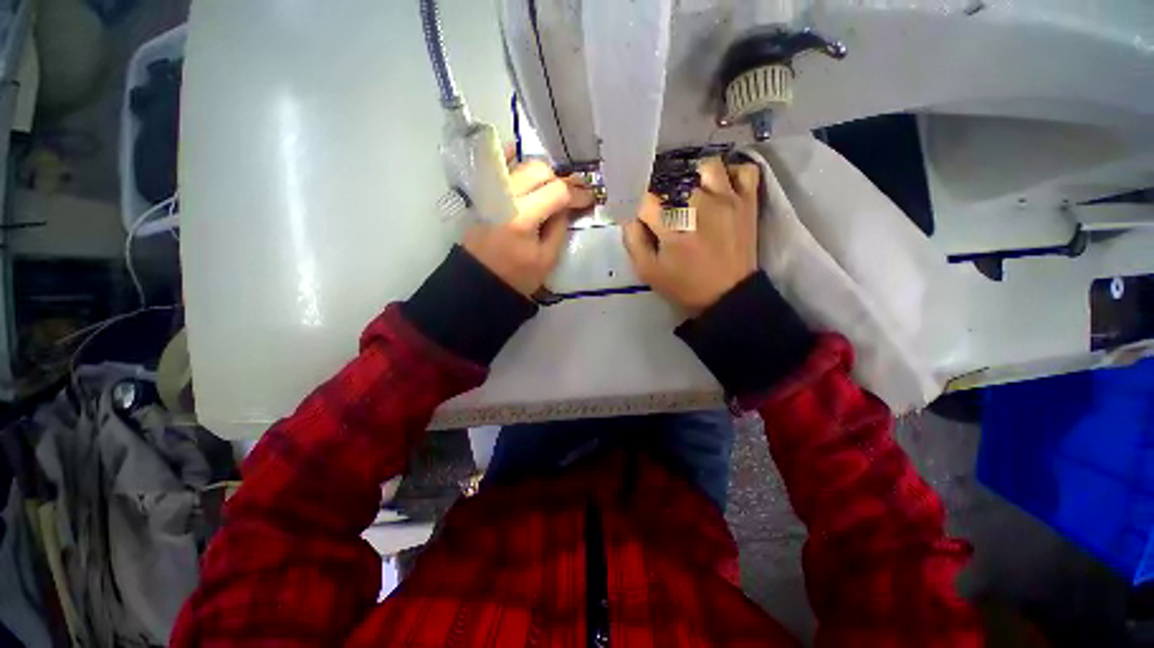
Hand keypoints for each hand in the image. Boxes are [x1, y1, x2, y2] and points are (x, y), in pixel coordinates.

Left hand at [463, 155, 593, 296]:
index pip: (557, 192)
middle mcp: (505, 197)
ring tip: (553, 185)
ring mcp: (490, 192)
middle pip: (538, 170)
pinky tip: (516, 150)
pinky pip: (494, 167)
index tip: (589, 199)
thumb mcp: (546, 259)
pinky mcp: (482, 194)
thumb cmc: (516, 276)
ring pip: (520, 165)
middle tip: (572, 194)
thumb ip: (559, 228)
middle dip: (560, 179)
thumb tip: (567, 207)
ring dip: (541, 172)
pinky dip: (506, 156)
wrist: (479, 281)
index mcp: (522, 217)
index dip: (577, 194)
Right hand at [623, 157, 760, 315]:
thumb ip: (634, 242)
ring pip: (708, 166)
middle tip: (666, 211)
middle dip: (664, 196)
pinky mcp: (747, 202)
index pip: (646, 200)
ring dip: (696, 177)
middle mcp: (699, 205)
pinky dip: (732, 173)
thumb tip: (629, 217)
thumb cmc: (685, 286)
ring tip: (692, 192)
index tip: (643, 218)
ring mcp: (727, 200)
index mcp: (673, 225)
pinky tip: (721, 187)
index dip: (640, 208)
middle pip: (673, 182)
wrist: (729, 296)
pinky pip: (744, 170)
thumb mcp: (649, 272)